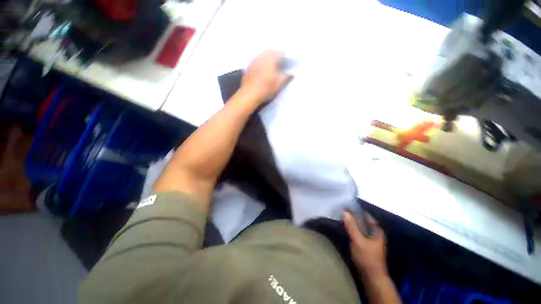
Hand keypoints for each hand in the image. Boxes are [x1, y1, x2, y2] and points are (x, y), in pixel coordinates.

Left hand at [240, 50, 291, 105]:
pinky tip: (262, 69)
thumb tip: (293, 72)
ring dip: (267, 58)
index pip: (279, 53)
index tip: (288, 61)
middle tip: (279, 62)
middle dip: (275, 55)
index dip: (285, 56)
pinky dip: (261, 63)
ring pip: (262, 56)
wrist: (249, 95)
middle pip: (269, 52)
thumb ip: (286, 76)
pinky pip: (256, 61)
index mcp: (269, 58)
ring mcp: (253, 61)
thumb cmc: (266, 88)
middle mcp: (261, 57)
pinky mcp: (248, 67)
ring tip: (271, 65)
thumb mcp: (279, 84)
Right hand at [343, 211, 388, 279]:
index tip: (348, 206)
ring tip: (343, 218)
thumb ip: (352, 226)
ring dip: (353, 224)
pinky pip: (359, 234)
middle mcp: (375, 234)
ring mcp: (371, 240)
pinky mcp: (366, 246)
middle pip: (364, 222)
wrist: (372, 277)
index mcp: (377, 231)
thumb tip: (345, 212)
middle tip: (343, 211)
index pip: (367, 216)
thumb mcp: (358, 240)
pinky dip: (353, 231)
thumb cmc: (367, 257)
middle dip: (354, 217)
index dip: (358, 211)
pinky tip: (346, 229)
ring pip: (361, 228)